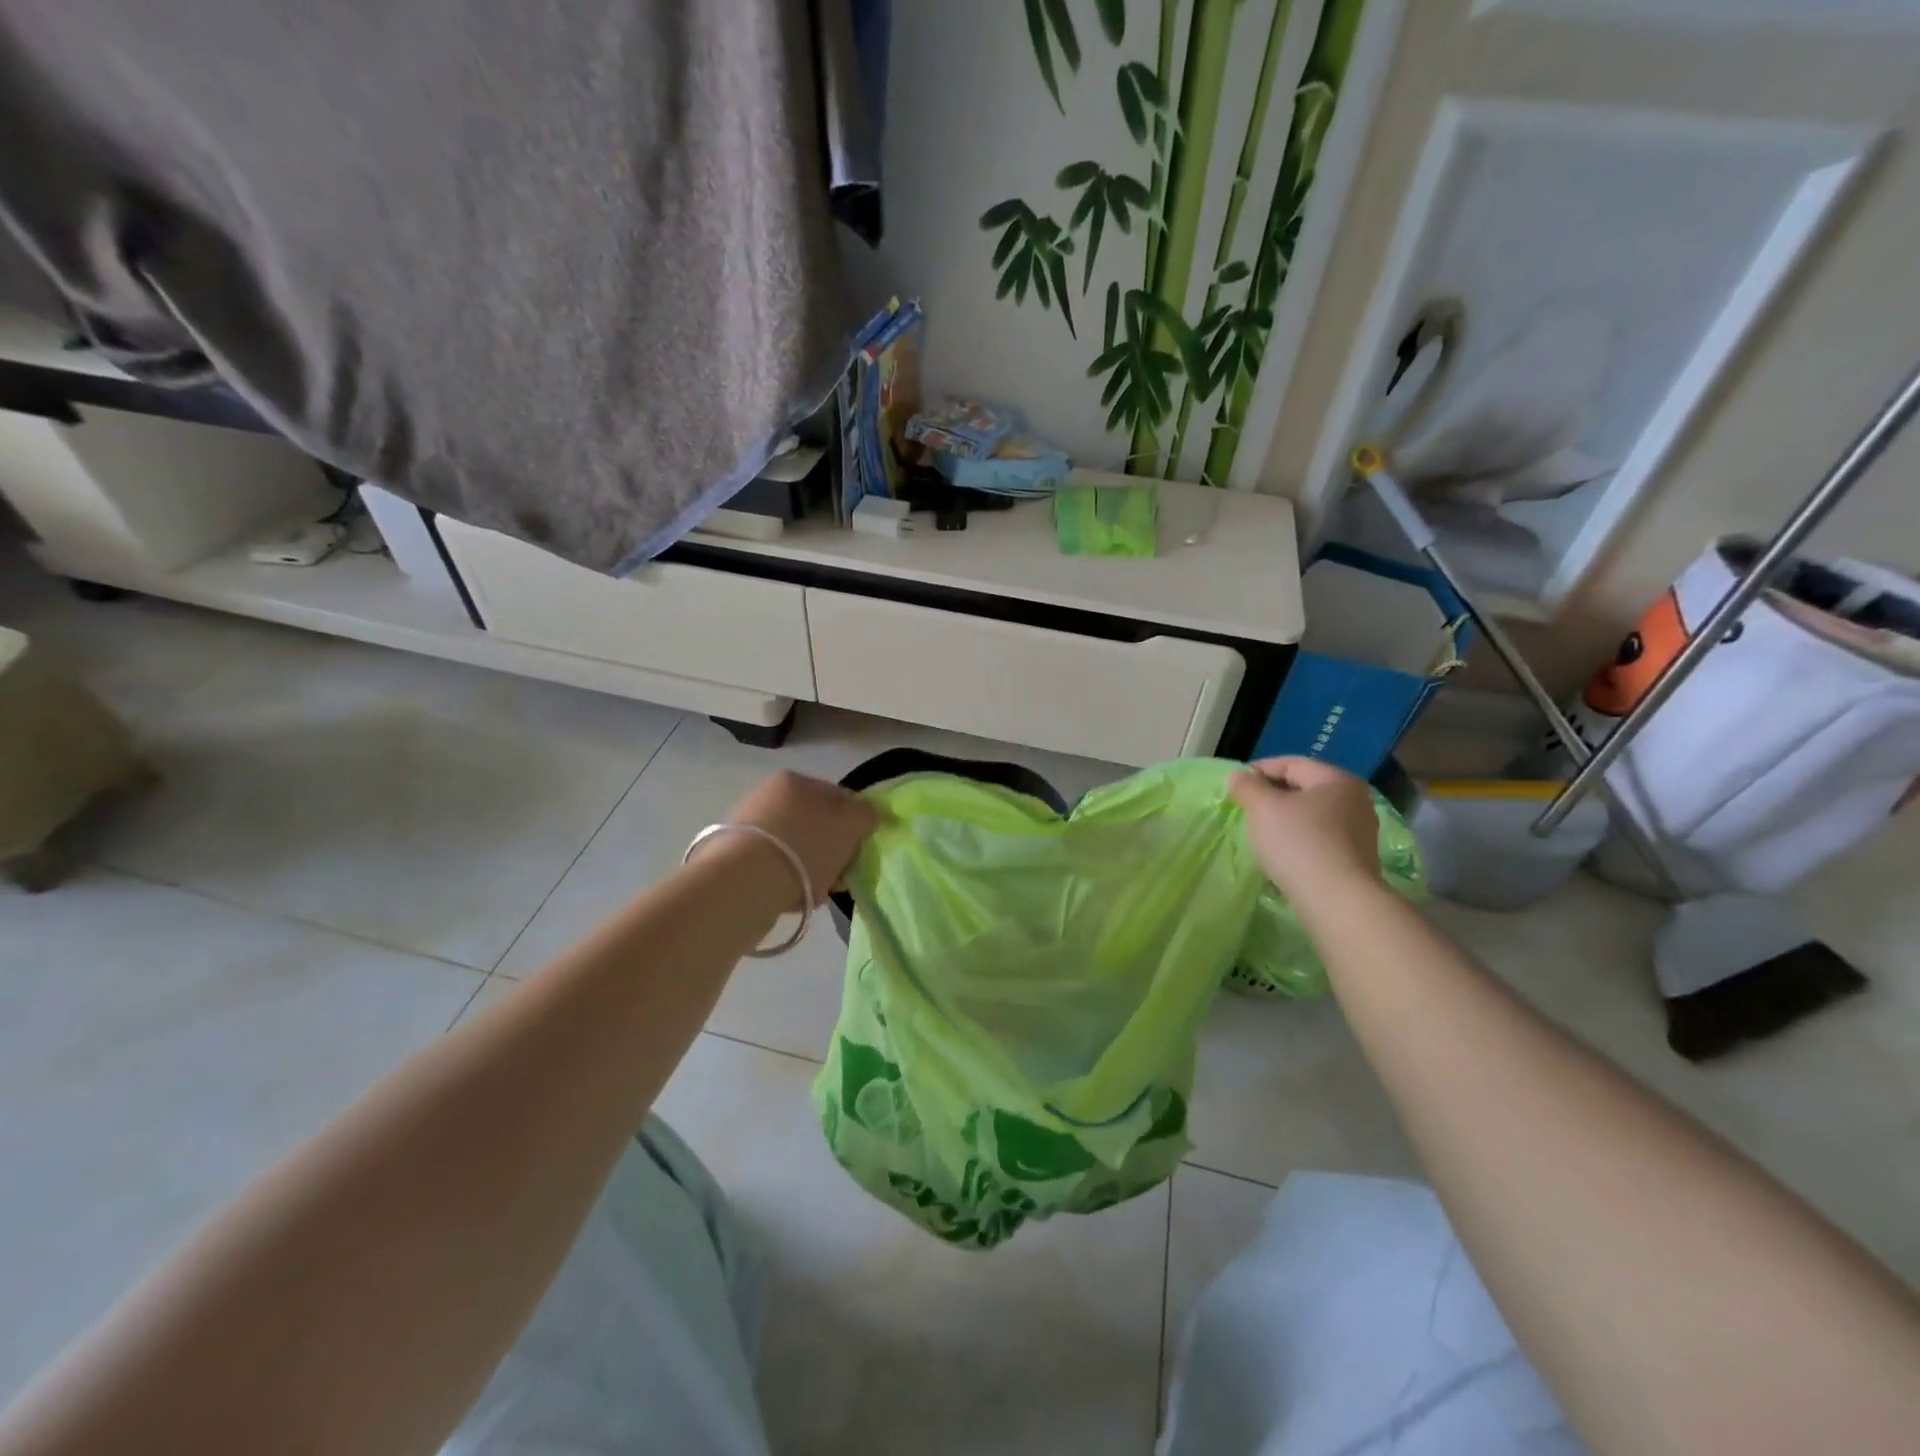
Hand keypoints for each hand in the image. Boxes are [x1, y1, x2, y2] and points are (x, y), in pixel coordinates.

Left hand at [717, 769, 879, 906]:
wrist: (744, 882)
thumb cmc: (805, 846)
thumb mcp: (850, 825)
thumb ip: (866, 815)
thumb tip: (868, 814)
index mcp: (796, 780)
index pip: (839, 797)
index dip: (856, 824)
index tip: (860, 850)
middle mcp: (767, 795)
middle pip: (816, 824)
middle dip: (832, 850)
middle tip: (841, 875)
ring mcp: (747, 826)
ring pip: (796, 848)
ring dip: (811, 869)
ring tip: (817, 891)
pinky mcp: (732, 858)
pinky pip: (775, 867)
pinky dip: (788, 881)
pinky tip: (792, 899)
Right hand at [1229, 756, 1381, 899]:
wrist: (1337, 900)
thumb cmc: (1298, 843)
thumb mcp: (1263, 808)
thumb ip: (1248, 786)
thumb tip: (1238, 775)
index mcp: (1337, 779)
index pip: (1292, 763)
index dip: (1260, 769)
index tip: (1235, 784)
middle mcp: (1356, 800)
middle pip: (1305, 788)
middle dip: (1273, 794)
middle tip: (1246, 807)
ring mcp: (1361, 831)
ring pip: (1313, 815)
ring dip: (1286, 818)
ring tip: (1261, 831)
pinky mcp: (1357, 858)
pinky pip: (1321, 838)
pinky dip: (1299, 838)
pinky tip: (1283, 852)